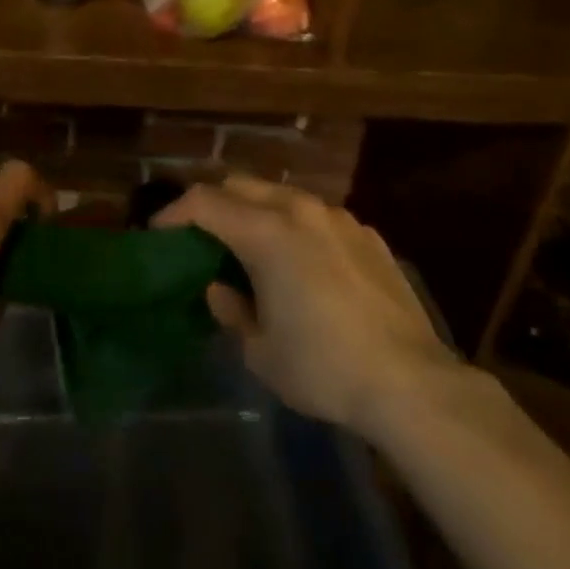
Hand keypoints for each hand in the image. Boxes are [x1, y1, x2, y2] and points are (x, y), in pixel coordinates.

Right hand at [155, 175, 459, 437]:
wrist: (410, 383)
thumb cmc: (322, 367)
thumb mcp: (259, 350)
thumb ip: (231, 309)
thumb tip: (222, 288)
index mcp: (266, 233)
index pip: (204, 202)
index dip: (174, 213)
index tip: (159, 233)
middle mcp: (301, 211)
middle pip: (241, 186)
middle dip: (214, 204)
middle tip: (202, 237)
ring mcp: (339, 219)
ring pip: (283, 196)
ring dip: (257, 212)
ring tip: (252, 248)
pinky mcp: (368, 235)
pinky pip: (318, 217)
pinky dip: (296, 227)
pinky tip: (303, 264)